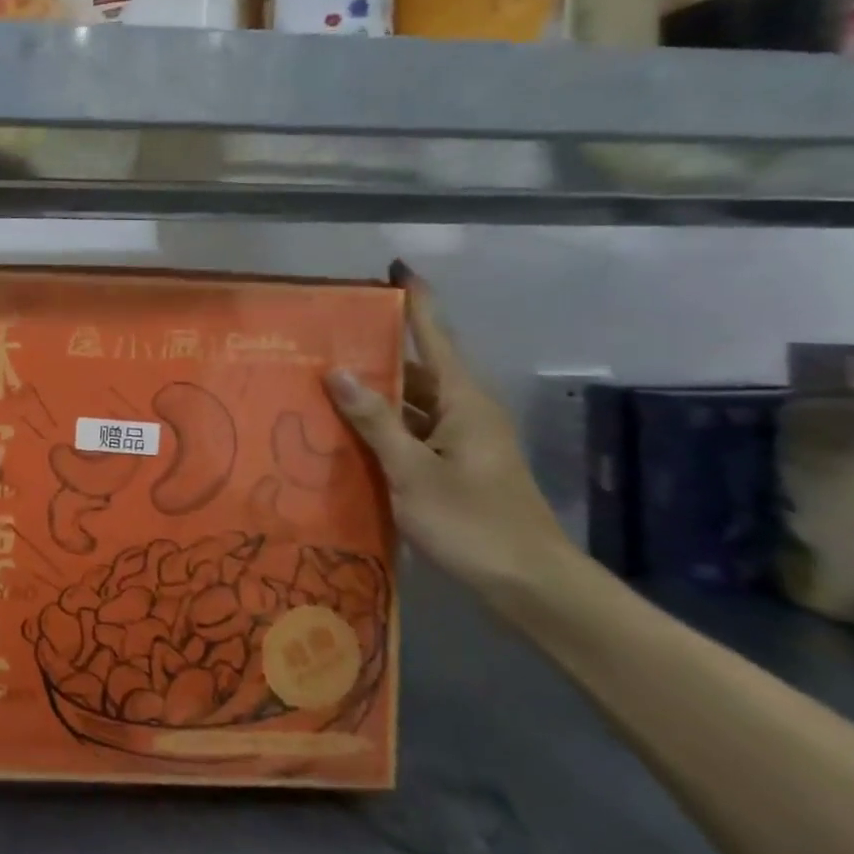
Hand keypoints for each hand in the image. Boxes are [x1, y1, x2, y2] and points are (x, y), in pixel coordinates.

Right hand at [327, 262, 573, 607]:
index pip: (435, 334)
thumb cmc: (473, 522)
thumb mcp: (413, 471)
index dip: (415, 299)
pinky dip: (381, 428)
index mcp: (462, 400)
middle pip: (416, 368)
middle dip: (375, 350)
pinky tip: (345, 435)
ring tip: (321, 383)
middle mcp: (464, 412)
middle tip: (324, 338)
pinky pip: (412, 433)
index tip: (394, 266)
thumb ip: (375, 420)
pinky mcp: (455, 468)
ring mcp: (461, 442)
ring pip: (411, 404)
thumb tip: (337, 370)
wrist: (532, 587)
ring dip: (374, 394)